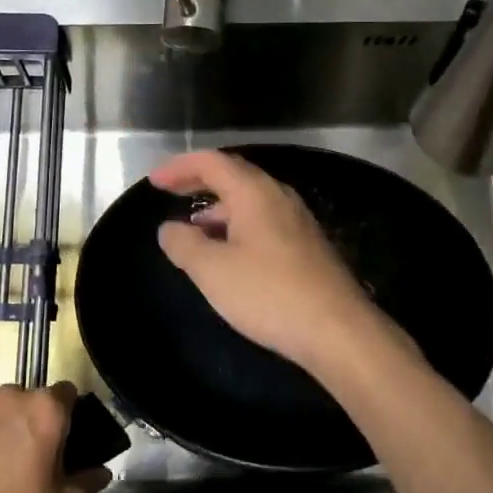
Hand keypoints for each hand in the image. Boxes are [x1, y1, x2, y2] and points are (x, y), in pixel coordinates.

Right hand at [151, 150, 397, 378]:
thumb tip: (168, 228)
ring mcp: (298, 221)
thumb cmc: (269, 294)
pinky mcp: (307, 246)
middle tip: (171, 193)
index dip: (179, 167)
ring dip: (219, 208)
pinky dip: (237, 226)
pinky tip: (230, 254)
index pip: (212, 162)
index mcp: (254, 193)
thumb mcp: (213, 271)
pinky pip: (264, 222)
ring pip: (251, 201)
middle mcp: (279, 197)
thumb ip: (184, 244)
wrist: (337, 330)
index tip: (154, 182)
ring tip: (194, 229)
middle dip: (199, 182)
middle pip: (234, 175)